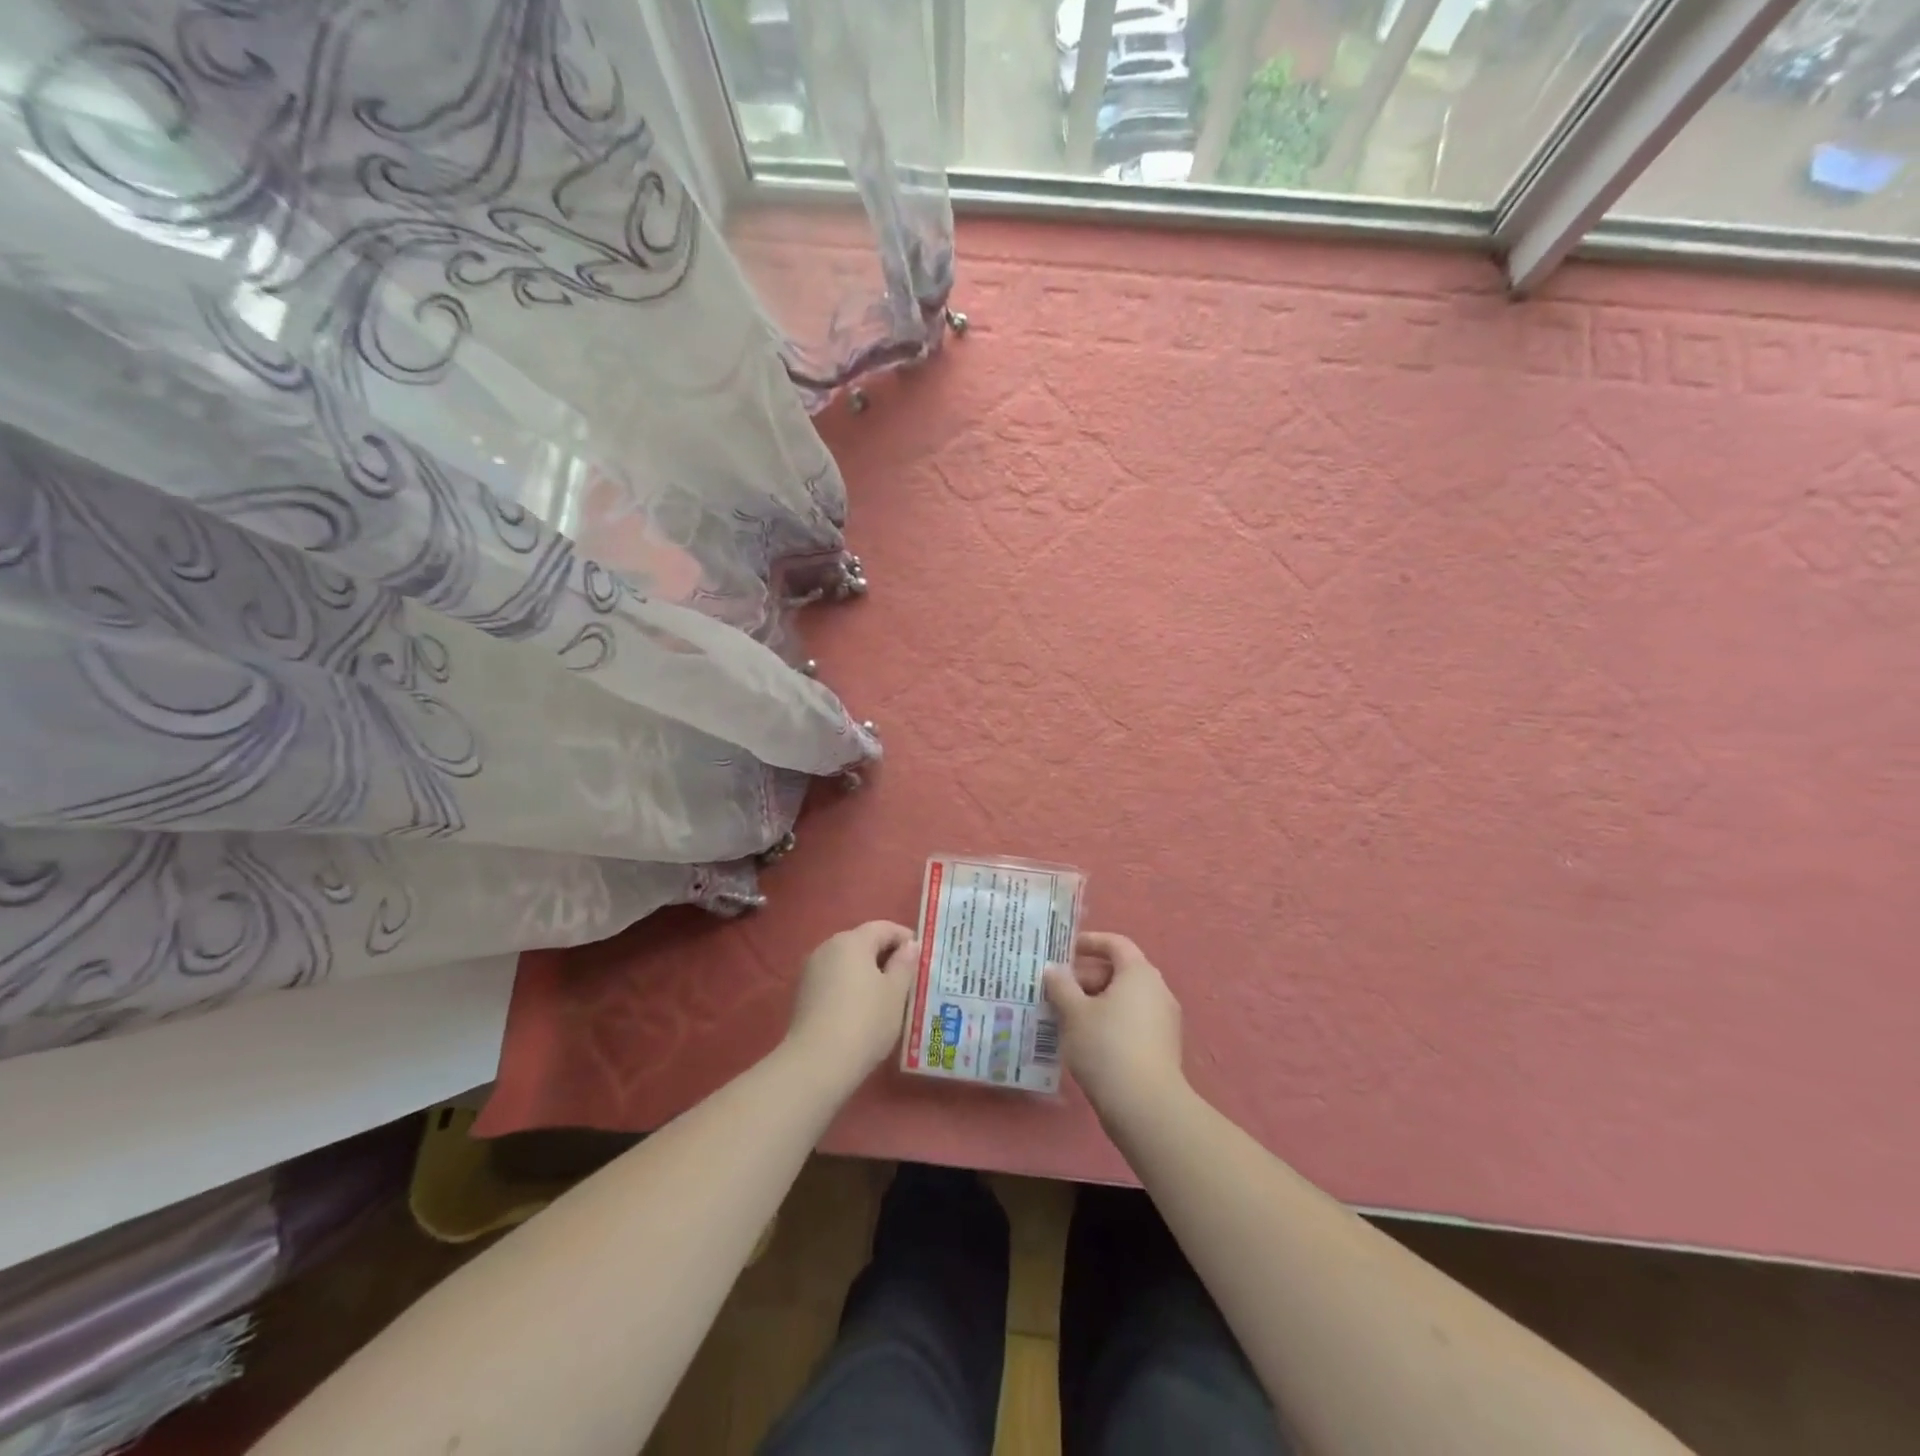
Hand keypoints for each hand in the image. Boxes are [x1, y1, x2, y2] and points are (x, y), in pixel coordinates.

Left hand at [784, 921, 918, 1089]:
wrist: (817, 1063)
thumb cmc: (865, 1022)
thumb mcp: (895, 993)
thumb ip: (904, 964)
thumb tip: (909, 945)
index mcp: (852, 941)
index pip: (884, 927)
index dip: (905, 938)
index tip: (922, 957)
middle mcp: (828, 947)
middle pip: (863, 942)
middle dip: (886, 956)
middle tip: (908, 978)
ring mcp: (811, 970)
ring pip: (847, 962)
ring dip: (868, 972)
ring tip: (888, 996)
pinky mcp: (803, 994)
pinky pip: (834, 980)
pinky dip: (851, 986)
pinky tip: (862, 1009)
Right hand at [1043, 931, 1184, 1120]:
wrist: (1145, 1107)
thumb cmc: (1106, 1047)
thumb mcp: (1074, 1013)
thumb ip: (1061, 985)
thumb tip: (1053, 969)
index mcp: (1139, 973)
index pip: (1115, 944)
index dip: (1089, 942)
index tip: (1064, 950)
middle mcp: (1157, 990)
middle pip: (1118, 972)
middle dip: (1085, 976)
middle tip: (1055, 988)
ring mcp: (1163, 1021)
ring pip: (1123, 999)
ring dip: (1094, 1001)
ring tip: (1063, 1015)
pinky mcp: (1161, 1047)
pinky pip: (1130, 1021)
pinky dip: (1107, 1021)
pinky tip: (1083, 1039)